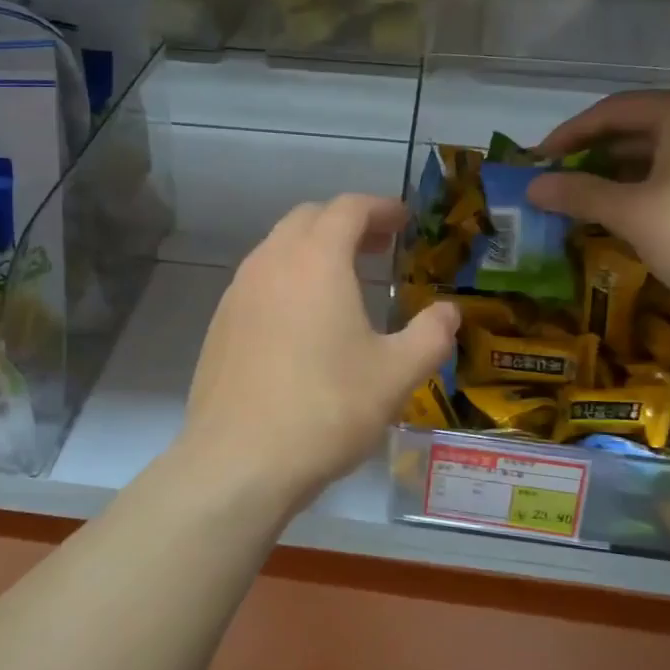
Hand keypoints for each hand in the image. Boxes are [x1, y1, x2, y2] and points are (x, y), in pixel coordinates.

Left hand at [177, 194, 458, 515]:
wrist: (238, 461)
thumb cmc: (326, 409)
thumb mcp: (396, 375)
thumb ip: (430, 336)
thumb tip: (449, 312)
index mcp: (316, 260)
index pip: (348, 208)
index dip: (380, 208)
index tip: (404, 221)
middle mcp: (271, 262)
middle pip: (309, 219)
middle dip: (347, 223)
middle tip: (379, 247)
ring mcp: (238, 291)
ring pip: (279, 247)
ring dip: (314, 249)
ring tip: (344, 281)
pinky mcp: (220, 323)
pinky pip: (259, 280)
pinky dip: (288, 278)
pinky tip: (303, 321)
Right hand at [527, 89, 669, 317]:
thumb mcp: (632, 213)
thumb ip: (579, 193)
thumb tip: (533, 186)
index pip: (612, 111)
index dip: (569, 134)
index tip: (538, 159)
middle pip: (638, 125)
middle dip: (594, 152)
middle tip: (559, 176)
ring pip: (661, 148)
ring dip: (620, 170)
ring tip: (587, 194)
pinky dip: (650, 181)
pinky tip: (631, 207)